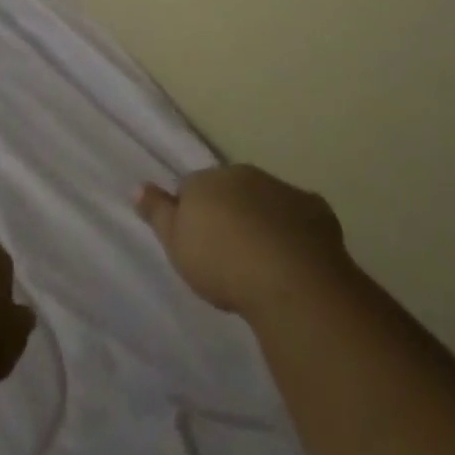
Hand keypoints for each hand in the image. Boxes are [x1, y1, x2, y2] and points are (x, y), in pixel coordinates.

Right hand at [136, 164, 354, 321]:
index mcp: (207, 180)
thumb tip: (138, 186)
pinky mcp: (316, 209)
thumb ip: (157, 213)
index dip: (193, 213)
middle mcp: (243, 174)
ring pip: (265, 200)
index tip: (197, 242)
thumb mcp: (177, 244)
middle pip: (230, 189)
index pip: (192, 187)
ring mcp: (281, 189)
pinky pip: (300, 217)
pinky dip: (296, 232)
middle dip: (229, 211)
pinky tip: (296, 260)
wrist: (290, 279)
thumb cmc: (222, 262)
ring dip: (263, 220)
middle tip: (230, 253)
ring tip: (263, 261)